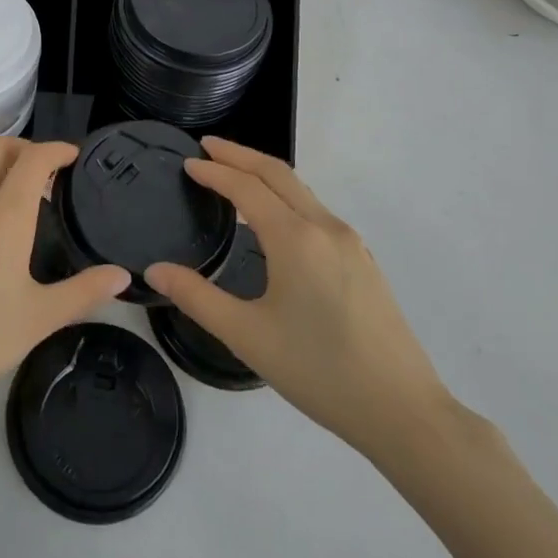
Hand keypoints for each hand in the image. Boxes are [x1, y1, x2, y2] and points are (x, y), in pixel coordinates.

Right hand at [144, 138, 453, 464]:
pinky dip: (287, 199)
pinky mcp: (363, 262)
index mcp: (295, 238)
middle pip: (278, 174)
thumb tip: (155, 271)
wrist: (402, 411)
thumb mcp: (247, 336)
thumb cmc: (318, 371)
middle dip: (241, 155)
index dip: (215, 171)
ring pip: (302, 192)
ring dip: (265, 176)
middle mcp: (325, 228)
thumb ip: (197, 297)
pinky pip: (317, 213)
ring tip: (234, 177)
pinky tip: (275, 223)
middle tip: (208, 147)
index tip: (187, 162)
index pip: (247, 187)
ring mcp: (350, 244)